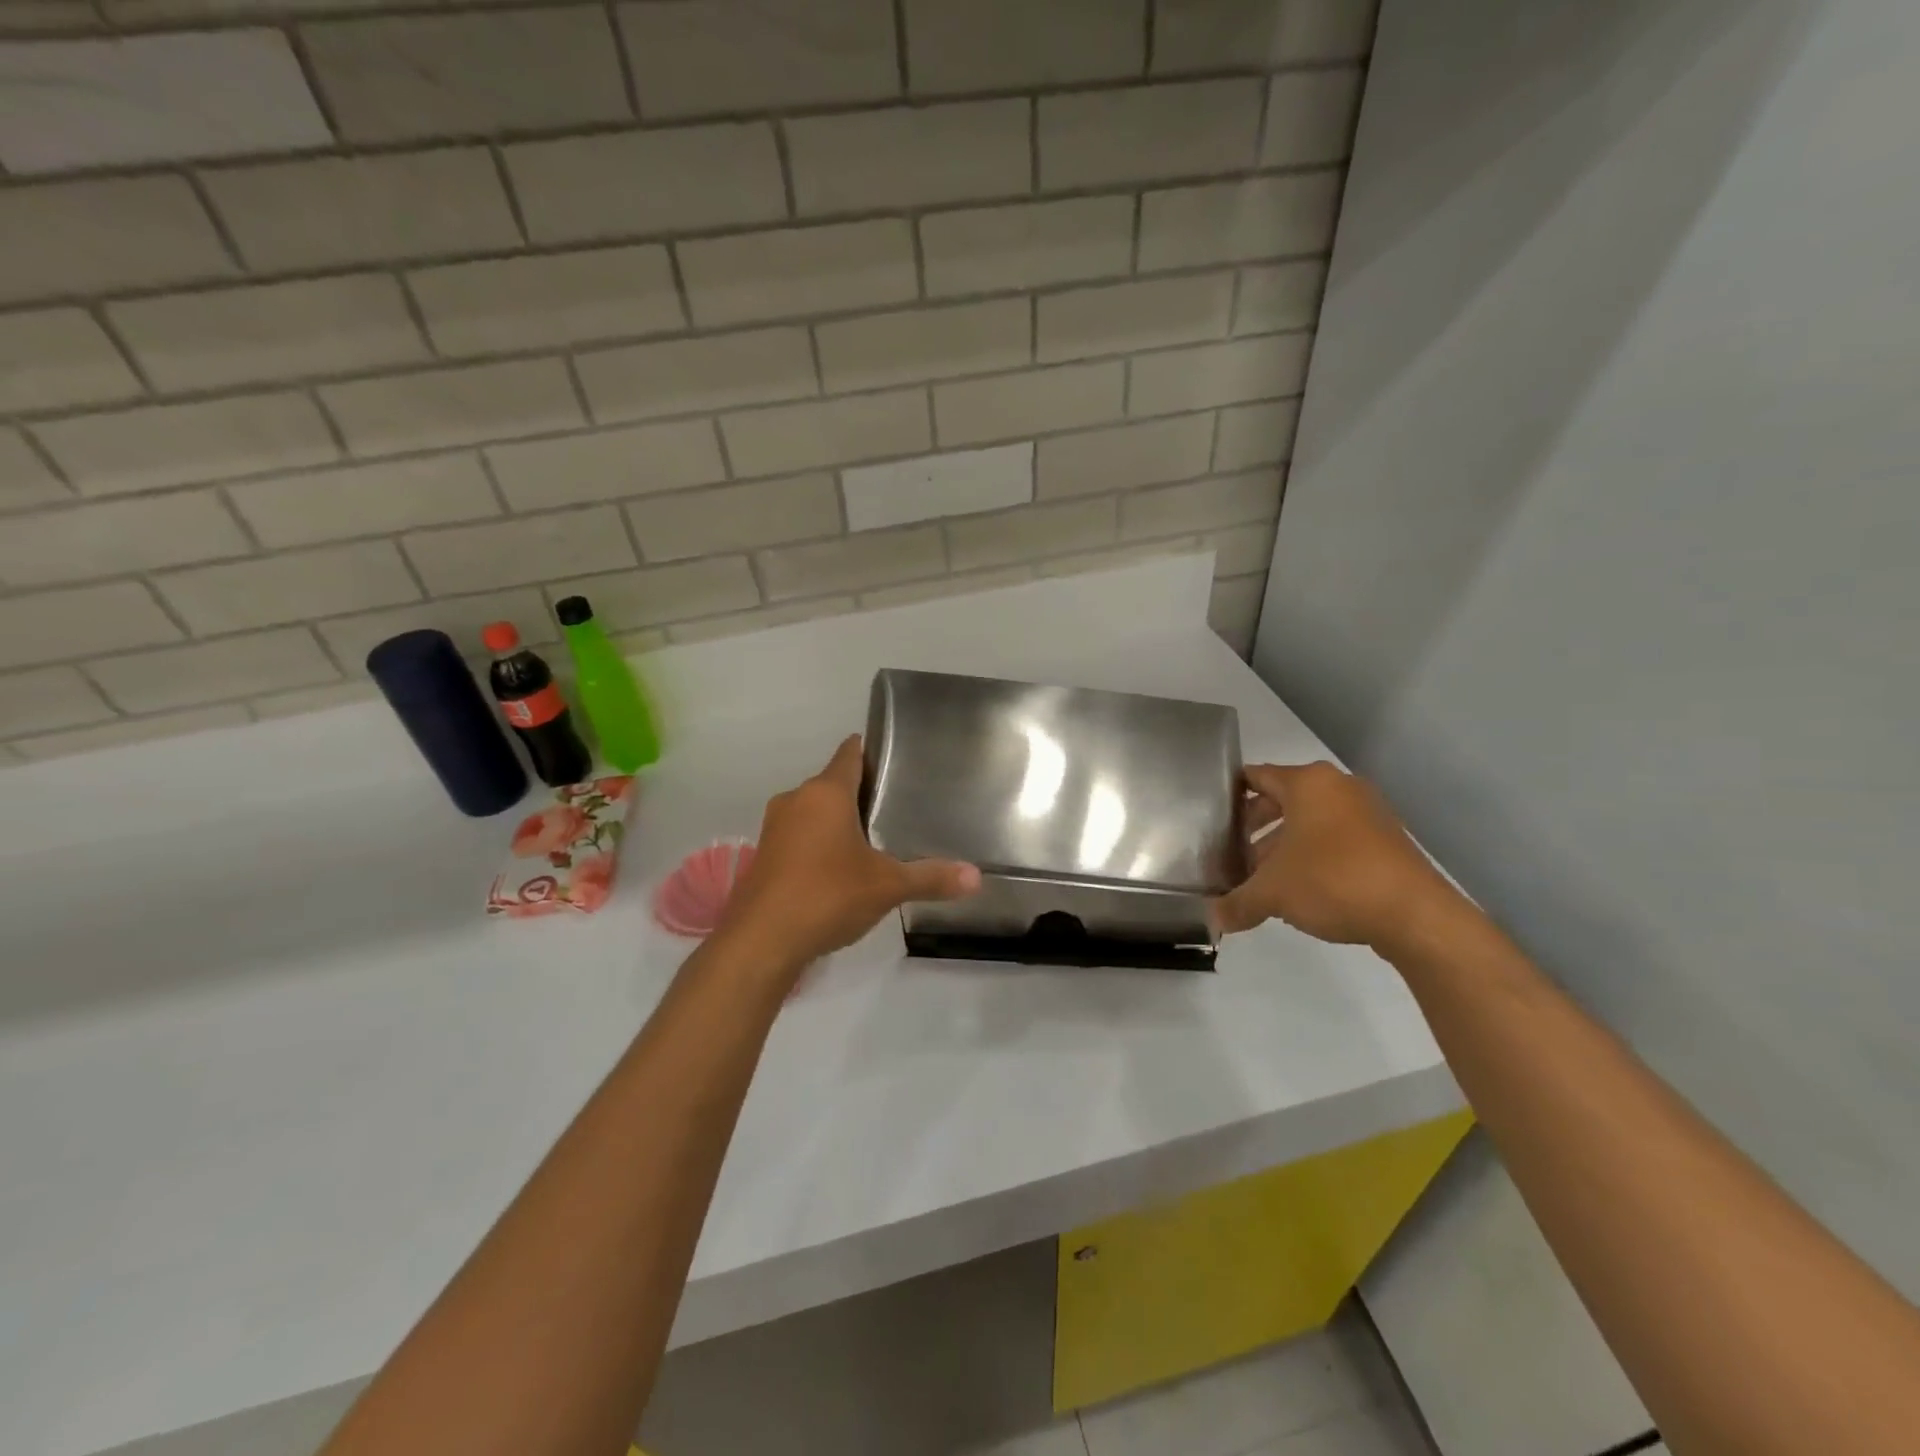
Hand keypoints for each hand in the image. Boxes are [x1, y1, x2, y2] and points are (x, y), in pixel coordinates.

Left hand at [719, 736, 980, 970]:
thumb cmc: (827, 896)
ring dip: (838, 820)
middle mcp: (796, 799)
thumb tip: (976, 877)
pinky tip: (840, 868)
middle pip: (833, 783)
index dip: (872, 752)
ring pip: (814, 810)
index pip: (850, 753)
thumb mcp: (887, 886)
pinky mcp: (764, 854)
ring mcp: (775, 827)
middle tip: (898, 806)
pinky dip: (819, 842)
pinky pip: (799, 835)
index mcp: (825, 792)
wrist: (761, 941)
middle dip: (862, 792)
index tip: (897, 759)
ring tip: (874, 838)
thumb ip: (931, 878)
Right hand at [1211, 761, 1452, 948]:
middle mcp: (1338, 788)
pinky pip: (1336, 839)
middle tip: (1230, 852)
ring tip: (1260, 877)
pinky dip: (1313, 856)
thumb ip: (1237, 903)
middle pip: (1282, 800)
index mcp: (1308, 783)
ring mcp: (1367, 812)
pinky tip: (1299, 889)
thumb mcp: (1272, 894)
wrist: (1415, 915)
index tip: (1209, 815)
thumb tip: (1213, 919)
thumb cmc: (1333, 881)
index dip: (1230, 795)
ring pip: (1310, 822)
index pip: (1256, 776)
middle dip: (1255, 827)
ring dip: (1283, 845)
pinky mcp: (1385, 840)